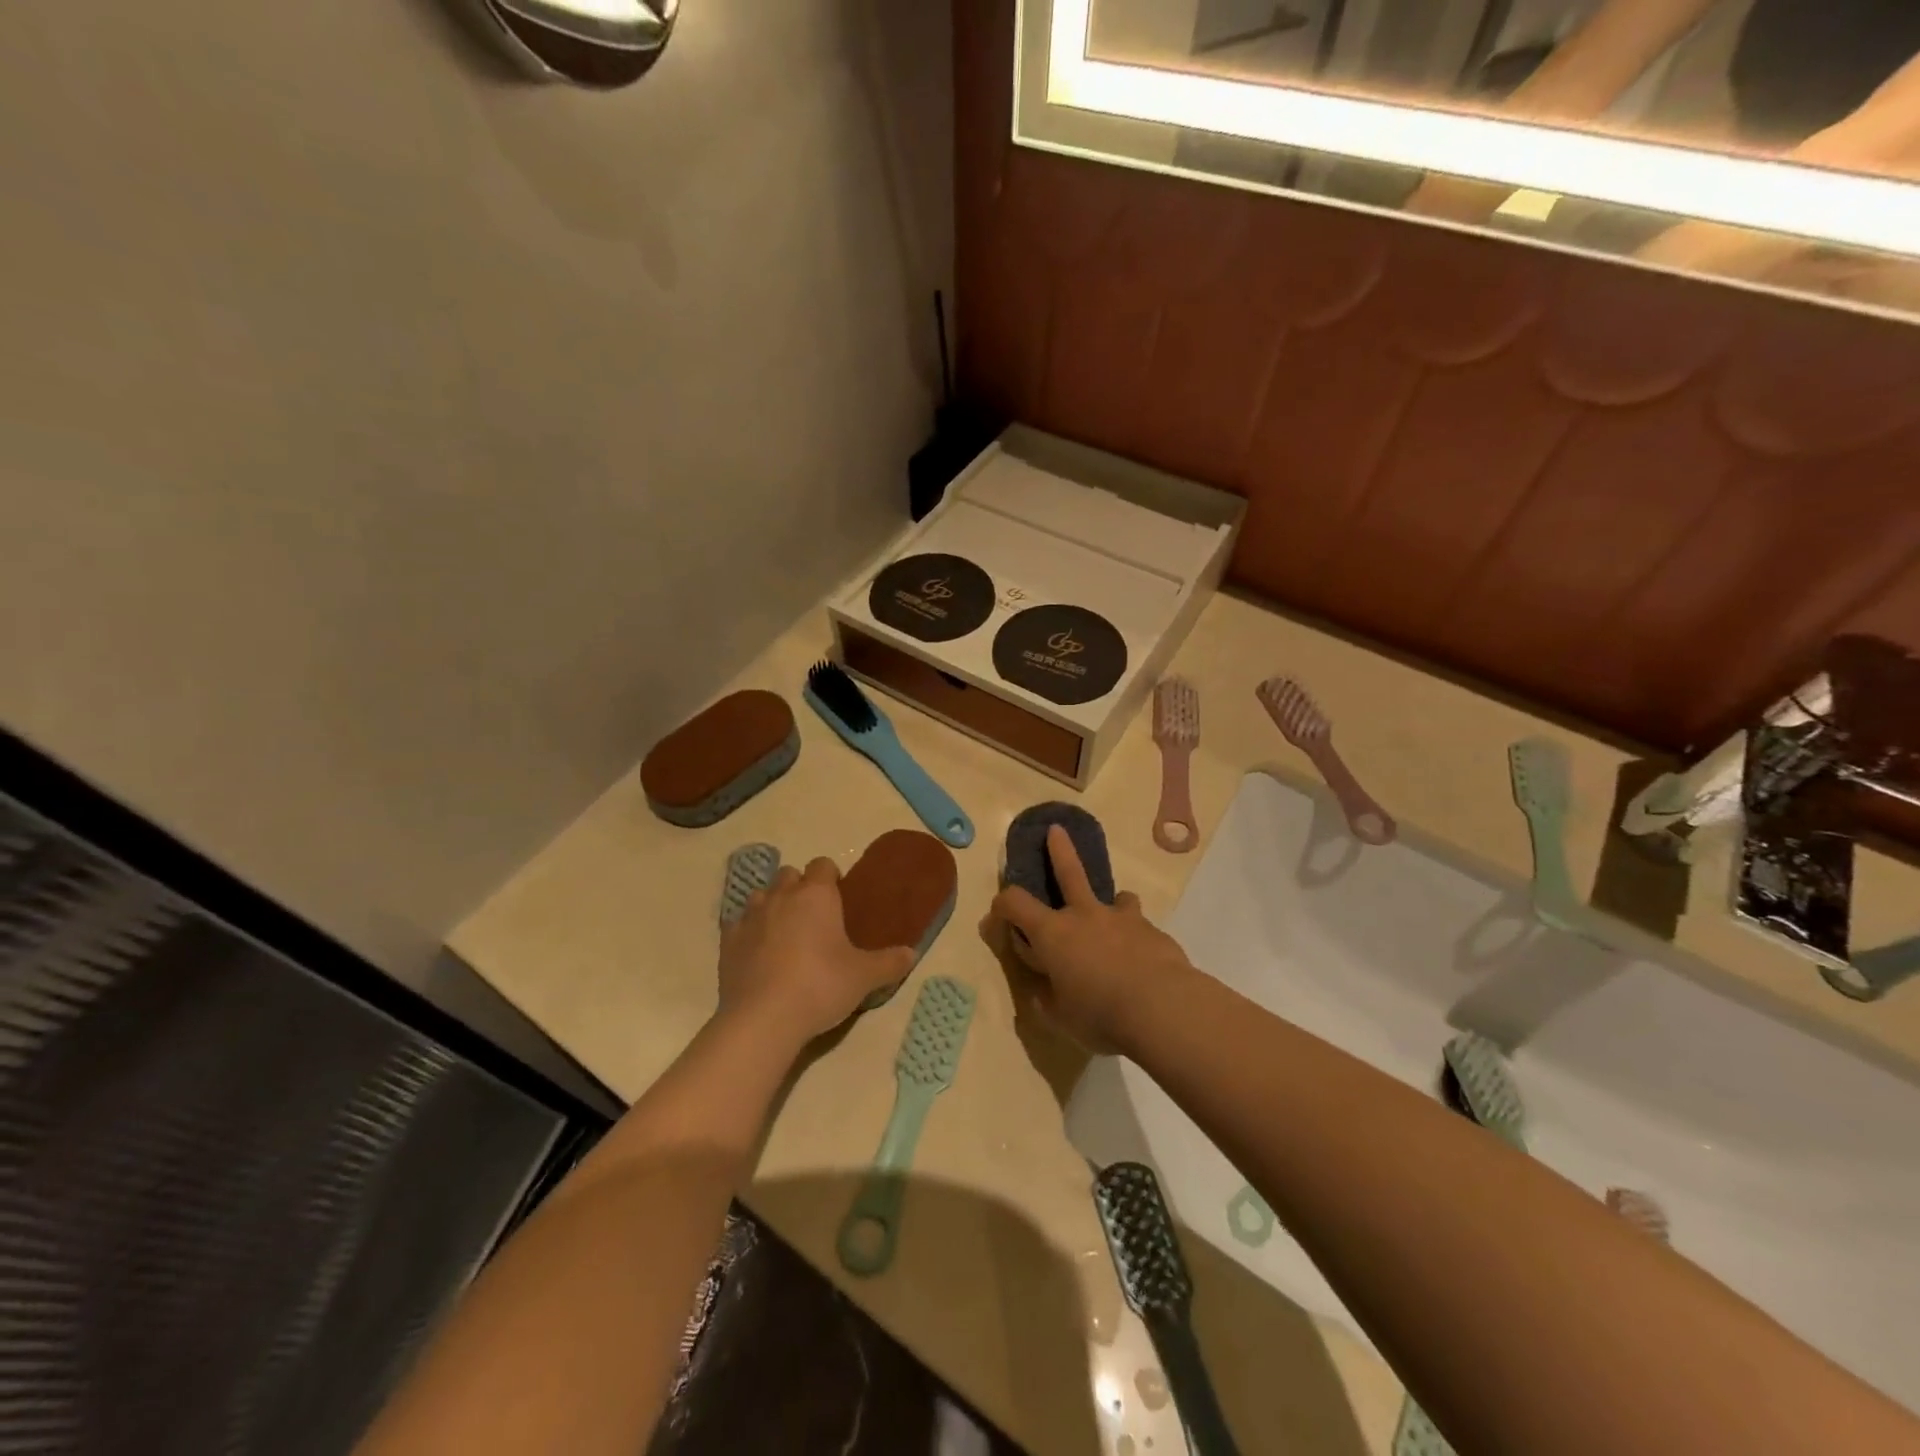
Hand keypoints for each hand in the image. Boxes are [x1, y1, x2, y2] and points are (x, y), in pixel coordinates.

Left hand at [718, 859, 914, 1046]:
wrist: (764, 1018)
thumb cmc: (821, 986)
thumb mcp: (864, 977)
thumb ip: (890, 963)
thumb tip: (912, 954)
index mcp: (817, 895)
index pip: (822, 865)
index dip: (831, 877)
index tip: (839, 898)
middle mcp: (782, 896)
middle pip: (789, 874)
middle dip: (800, 888)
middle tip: (814, 918)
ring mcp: (751, 916)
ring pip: (761, 894)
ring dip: (772, 905)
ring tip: (785, 932)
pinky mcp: (727, 941)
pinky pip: (738, 923)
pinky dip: (748, 931)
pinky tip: (757, 951)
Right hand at [987, 825, 1194, 1054]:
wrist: (1163, 1008)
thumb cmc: (1100, 1015)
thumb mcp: (1062, 1018)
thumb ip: (1048, 1000)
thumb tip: (1043, 992)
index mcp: (1053, 934)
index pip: (1016, 903)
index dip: (1003, 903)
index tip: (999, 910)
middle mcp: (1085, 916)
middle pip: (1069, 872)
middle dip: (1059, 850)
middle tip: (1056, 830)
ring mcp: (1123, 919)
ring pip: (1118, 898)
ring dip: (1114, 904)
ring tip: (1118, 918)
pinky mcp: (1154, 932)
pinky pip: (1141, 929)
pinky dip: (1138, 939)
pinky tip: (1146, 963)